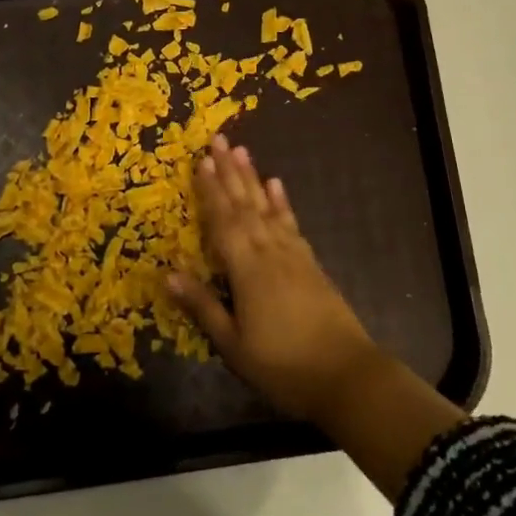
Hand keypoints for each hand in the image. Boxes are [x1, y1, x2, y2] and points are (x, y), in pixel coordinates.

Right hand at [167, 135, 382, 421]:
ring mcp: (294, 255)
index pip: (223, 222)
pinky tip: (276, 186)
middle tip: (219, 139)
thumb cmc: (282, 365)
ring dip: (253, 178)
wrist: (347, 376)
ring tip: (243, 151)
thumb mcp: (234, 344)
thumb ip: (204, 306)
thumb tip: (169, 273)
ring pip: (267, 208)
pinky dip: (282, 203)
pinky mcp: (311, 263)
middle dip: (230, 172)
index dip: (211, 191)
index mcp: (247, 269)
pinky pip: (291, 224)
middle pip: (245, 205)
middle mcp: (270, 252)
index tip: (201, 161)